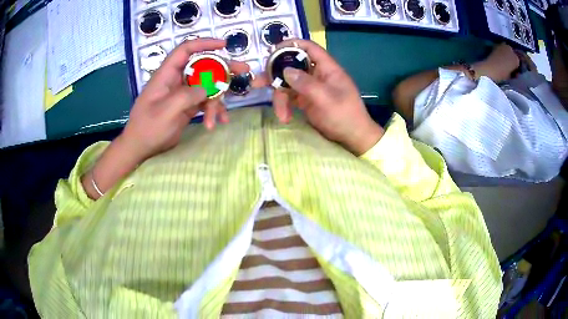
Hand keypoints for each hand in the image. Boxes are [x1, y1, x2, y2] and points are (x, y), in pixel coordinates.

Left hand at [81, 39, 248, 199]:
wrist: (139, 148)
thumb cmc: (148, 128)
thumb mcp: (167, 112)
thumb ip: (188, 96)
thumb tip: (209, 86)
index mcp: (166, 75)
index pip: (185, 50)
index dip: (204, 44)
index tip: (224, 45)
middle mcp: (176, 80)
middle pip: (202, 66)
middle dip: (223, 69)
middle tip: (244, 70)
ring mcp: (182, 93)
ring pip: (207, 86)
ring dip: (217, 100)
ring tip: (223, 117)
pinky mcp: (187, 105)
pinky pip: (205, 101)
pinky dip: (212, 110)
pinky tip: (217, 122)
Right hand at [253, 39, 383, 155]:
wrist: (353, 138)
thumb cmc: (345, 116)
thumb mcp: (326, 99)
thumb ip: (306, 83)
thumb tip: (285, 70)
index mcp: (326, 67)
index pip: (308, 48)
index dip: (291, 45)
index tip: (272, 51)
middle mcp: (317, 74)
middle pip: (292, 65)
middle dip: (275, 74)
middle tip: (259, 83)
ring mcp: (310, 87)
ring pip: (287, 83)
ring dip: (280, 97)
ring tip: (280, 114)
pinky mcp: (306, 100)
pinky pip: (290, 97)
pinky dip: (284, 106)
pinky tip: (284, 117)